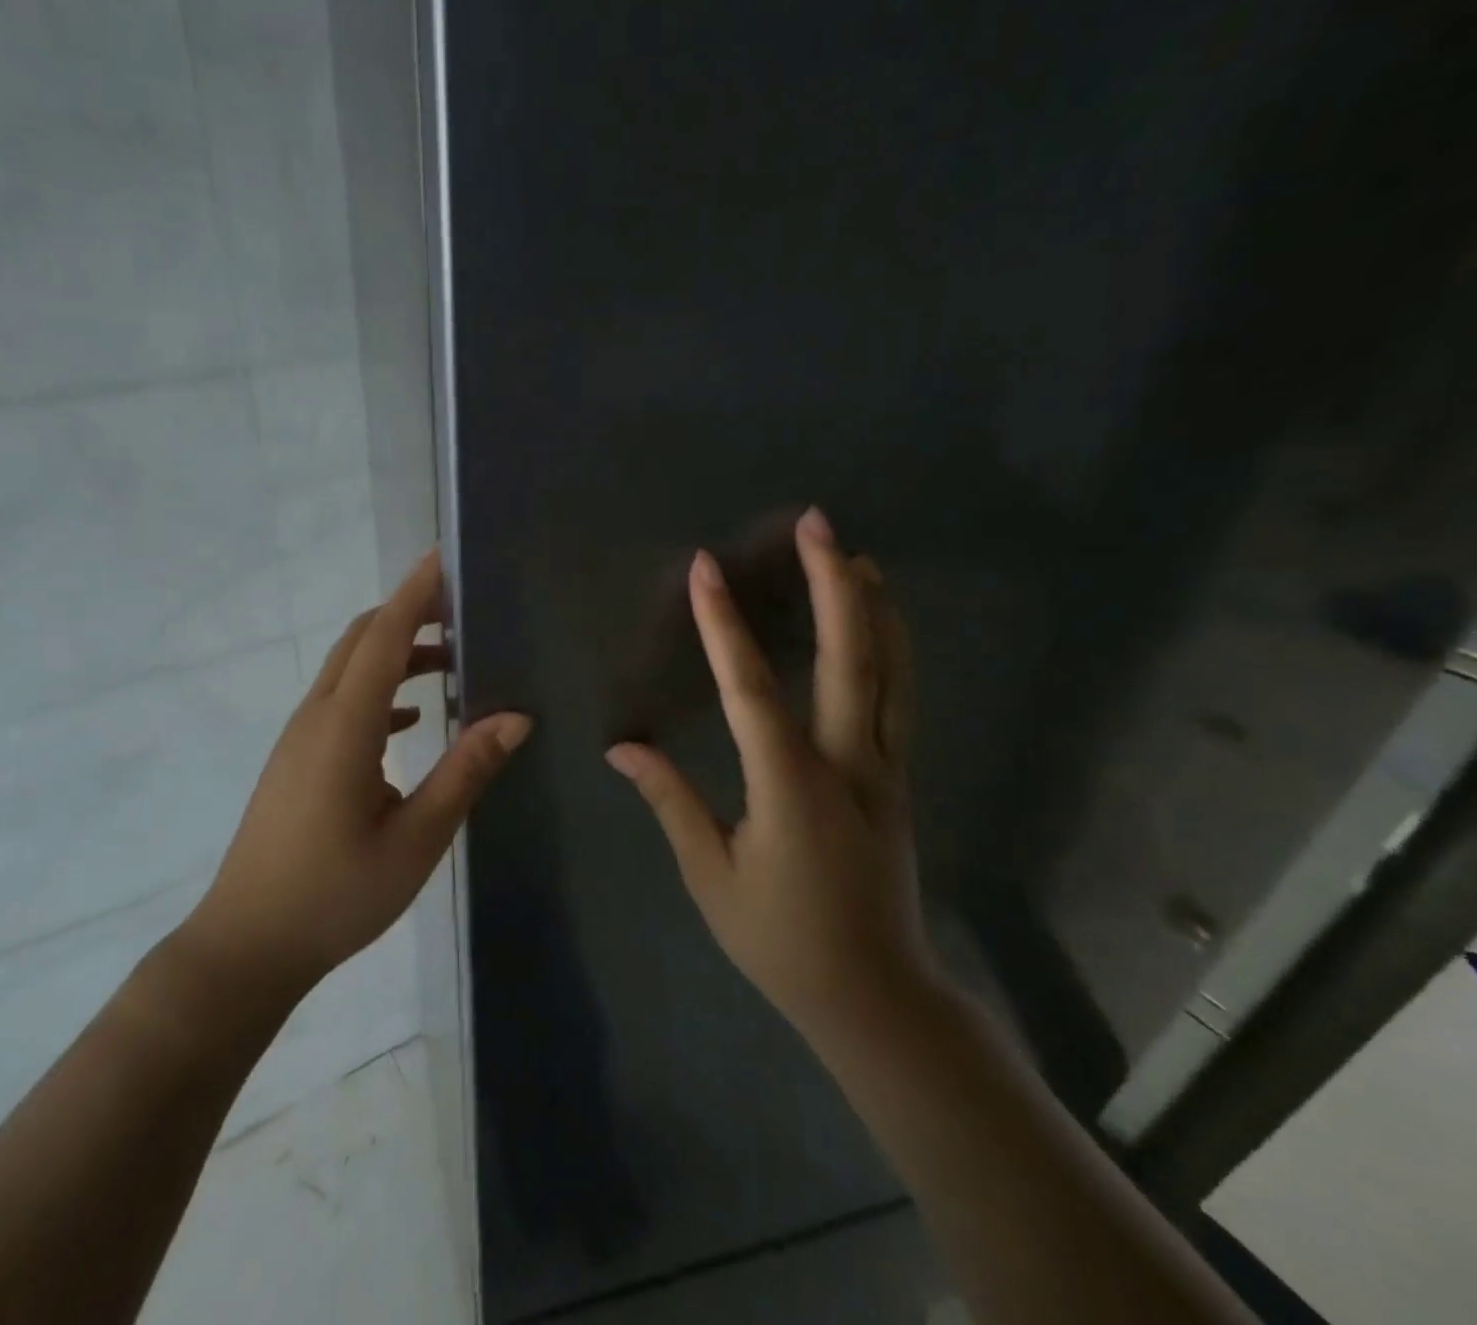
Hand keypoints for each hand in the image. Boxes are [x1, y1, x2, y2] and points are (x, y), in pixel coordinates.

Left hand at [186, 550, 531, 1001]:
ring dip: (396, 653)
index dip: (414, 594)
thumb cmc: (336, 895)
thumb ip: (466, 772)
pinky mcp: (297, 760)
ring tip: (451, 660)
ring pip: (349, 669)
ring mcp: (300, 738)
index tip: (444, 557)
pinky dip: (379, 689)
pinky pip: (341, 702)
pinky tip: (412, 718)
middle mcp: (317, 717)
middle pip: (361, 641)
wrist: (248, 945)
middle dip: (408, 614)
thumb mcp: (416, 838)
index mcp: (345, 726)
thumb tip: (516, 718)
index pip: (384, 637)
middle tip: (462, 608)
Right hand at [605, 508, 932, 1046]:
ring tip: (855, 553)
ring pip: (889, 672)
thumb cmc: (781, 940)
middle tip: (817, 524)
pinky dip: (892, 647)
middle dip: (831, 585)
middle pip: (847, 660)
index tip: (706, 569)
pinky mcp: (899, 779)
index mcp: (790, 789)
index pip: (750, 690)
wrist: (877, 996)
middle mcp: (847, 765)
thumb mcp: (711, 876)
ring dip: (872, 606)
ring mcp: (884, 769)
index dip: (722, 625)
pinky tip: (882, 622)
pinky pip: (898, 697)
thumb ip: (670, 802)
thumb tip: (621, 747)